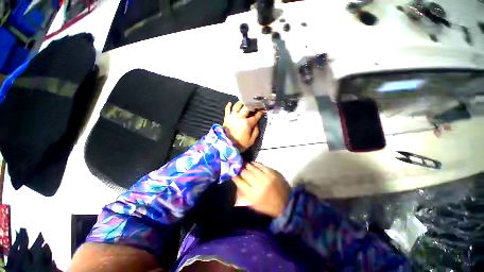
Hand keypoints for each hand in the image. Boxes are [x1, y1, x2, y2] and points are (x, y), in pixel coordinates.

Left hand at [223, 101, 262, 151]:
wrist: (226, 145)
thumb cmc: (240, 144)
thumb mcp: (251, 140)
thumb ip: (255, 131)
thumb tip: (256, 124)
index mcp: (247, 123)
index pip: (255, 116)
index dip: (260, 113)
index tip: (262, 110)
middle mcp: (240, 117)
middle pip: (247, 107)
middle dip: (252, 105)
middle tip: (254, 105)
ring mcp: (232, 116)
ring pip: (237, 105)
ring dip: (241, 103)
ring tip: (244, 103)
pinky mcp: (226, 117)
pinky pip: (227, 109)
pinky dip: (229, 105)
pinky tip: (230, 103)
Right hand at [233, 162, 290, 216]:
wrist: (287, 203)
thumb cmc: (268, 206)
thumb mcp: (254, 205)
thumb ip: (244, 193)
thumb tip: (237, 181)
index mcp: (253, 195)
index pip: (240, 182)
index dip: (235, 176)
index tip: (232, 173)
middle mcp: (259, 185)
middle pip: (245, 173)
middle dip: (240, 169)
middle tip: (237, 167)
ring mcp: (266, 177)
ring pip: (252, 167)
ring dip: (247, 165)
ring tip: (244, 163)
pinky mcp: (273, 173)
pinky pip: (262, 165)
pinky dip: (256, 163)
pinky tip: (253, 163)